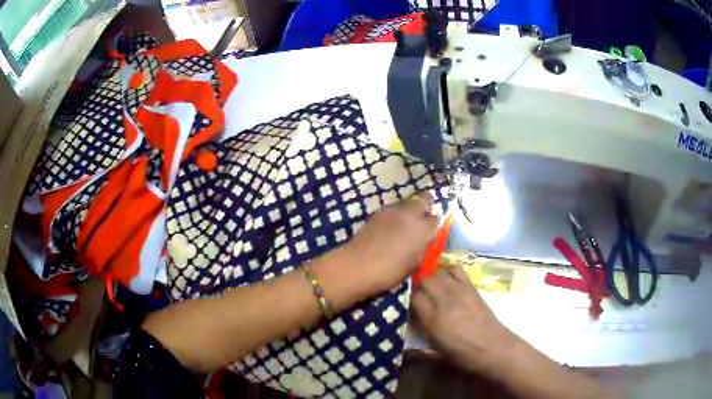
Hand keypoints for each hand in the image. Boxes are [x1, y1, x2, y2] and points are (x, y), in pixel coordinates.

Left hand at [343, 191, 439, 294]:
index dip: (434, 224)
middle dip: (425, 207)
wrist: (357, 266)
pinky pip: (393, 208)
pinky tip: (390, 227)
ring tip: (404, 224)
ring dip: (409, 209)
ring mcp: (393, 210)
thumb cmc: (389, 272)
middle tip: (421, 221)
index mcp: (423, 229)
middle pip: (424, 199)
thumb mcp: (413, 264)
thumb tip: (421, 242)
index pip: (436, 218)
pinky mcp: (378, 212)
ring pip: (408, 201)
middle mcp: (410, 214)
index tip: (431, 232)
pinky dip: (395, 214)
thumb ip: (421, 248)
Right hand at [411, 265, 515, 374]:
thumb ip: (422, 329)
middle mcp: (443, 301)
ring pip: (438, 272)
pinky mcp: (471, 286)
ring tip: (434, 286)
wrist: (490, 346)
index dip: (410, 298)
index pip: (414, 297)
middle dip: (420, 285)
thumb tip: (413, 318)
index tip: (411, 303)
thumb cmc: (461, 353)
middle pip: (424, 281)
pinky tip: (449, 279)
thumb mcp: (434, 347)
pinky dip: (449, 270)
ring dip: (433, 277)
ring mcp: (458, 291)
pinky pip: (456, 269)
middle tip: (421, 294)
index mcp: (432, 319)